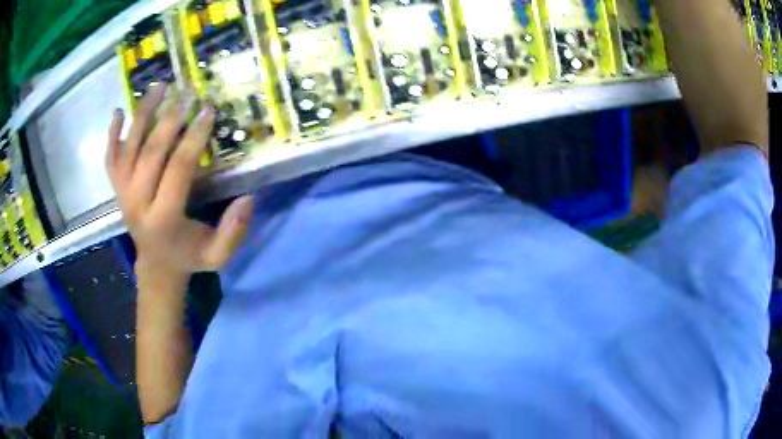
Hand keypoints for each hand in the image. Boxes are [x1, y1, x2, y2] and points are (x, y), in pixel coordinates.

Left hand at [106, 84, 253, 278]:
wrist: (156, 265)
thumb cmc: (188, 257)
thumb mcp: (217, 256)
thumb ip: (233, 232)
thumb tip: (248, 198)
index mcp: (163, 219)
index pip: (177, 169)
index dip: (194, 138)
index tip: (209, 111)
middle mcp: (137, 202)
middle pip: (151, 152)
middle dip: (171, 119)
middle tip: (189, 93)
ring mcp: (123, 194)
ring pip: (128, 147)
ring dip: (143, 114)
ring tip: (160, 87)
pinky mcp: (116, 189)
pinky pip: (110, 158)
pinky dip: (111, 135)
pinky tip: (118, 111)